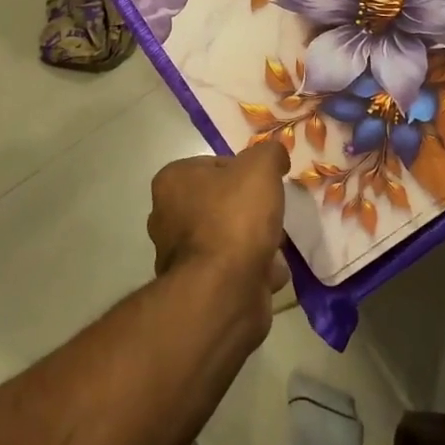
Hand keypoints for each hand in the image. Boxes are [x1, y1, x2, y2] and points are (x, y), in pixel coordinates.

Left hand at [148, 142, 290, 331]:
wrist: (224, 291)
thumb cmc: (235, 218)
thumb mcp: (260, 167)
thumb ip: (269, 153)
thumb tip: (275, 156)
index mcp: (172, 182)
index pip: (214, 165)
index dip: (245, 172)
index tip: (264, 185)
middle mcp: (167, 216)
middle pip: (220, 203)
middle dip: (249, 211)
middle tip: (272, 215)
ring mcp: (179, 256)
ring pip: (227, 238)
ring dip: (253, 242)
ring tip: (277, 246)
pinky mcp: (197, 288)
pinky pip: (231, 270)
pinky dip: (252, 270)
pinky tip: (272, 272)